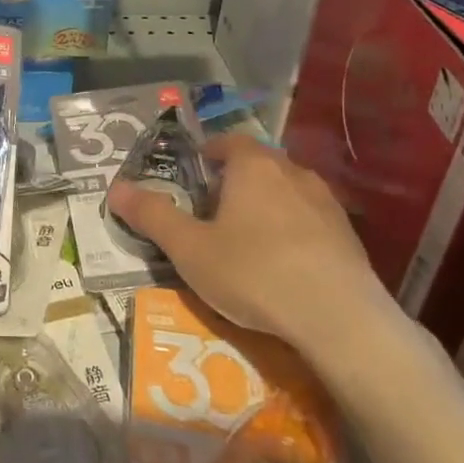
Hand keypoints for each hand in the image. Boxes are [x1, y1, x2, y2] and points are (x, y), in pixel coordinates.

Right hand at [105, 134, 396, 362]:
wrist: (340, 320)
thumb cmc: (254, 272)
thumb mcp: (189, 249)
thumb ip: (152, 216)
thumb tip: (114, 188)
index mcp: (253, 167)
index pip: (228, 142)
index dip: (209, 152)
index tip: (196, 171)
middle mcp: (293, 173)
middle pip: (259, 165)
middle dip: (236, 181)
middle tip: (213, 209)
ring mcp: (327, 204)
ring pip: (288, 192)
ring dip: (267, 205)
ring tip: (248, 238)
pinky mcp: (349, 237)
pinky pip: (311, 221)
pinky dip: (293, 231)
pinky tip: (284, 263)